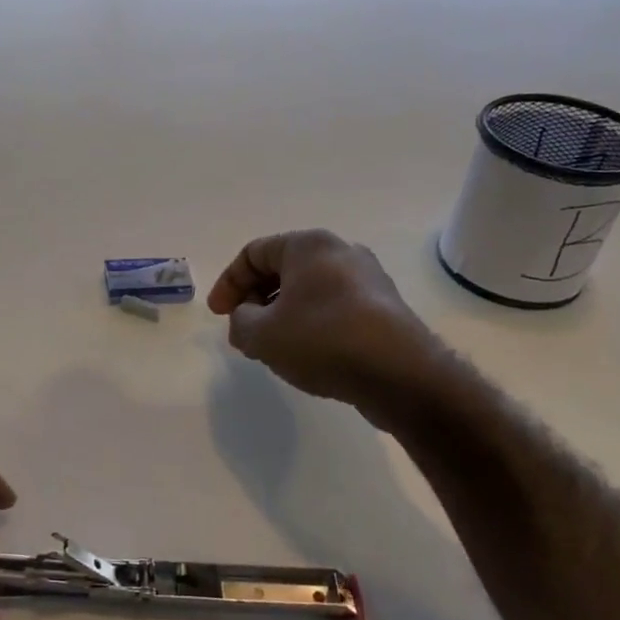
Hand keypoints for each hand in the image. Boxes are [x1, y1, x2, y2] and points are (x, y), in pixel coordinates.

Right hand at [207, 229, 448, 422]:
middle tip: (243, 329)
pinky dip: (311, 323)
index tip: (218, 315)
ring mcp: (368, 279)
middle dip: (255, 299)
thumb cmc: (323, 340)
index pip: (253, 253)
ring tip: (272, 346)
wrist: (401, 374)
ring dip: (282, 313)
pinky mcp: (384, 308)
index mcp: (308, 245)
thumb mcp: (262, 334)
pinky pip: (334, 307)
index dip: (228, 283)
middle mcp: (340, 251)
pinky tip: (307, 354)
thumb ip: (240, 322)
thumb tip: (246, 320)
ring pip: (309, 290)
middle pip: (282, 269)